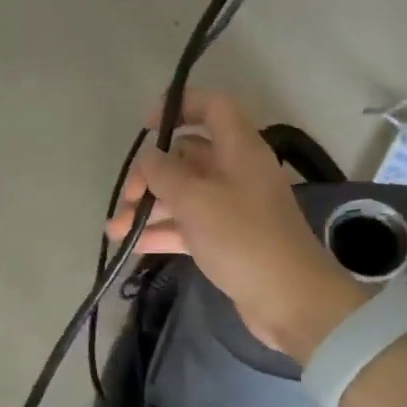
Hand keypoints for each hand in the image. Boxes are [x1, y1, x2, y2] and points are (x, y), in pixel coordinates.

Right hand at [105, 89, 364, 360]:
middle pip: (188, 157)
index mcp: (240, 150)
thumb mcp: (197, 200)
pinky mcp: (227, 239)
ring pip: (184, 194)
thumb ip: (165, 173)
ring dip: (150, 207)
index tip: (147, 126)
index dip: (180, 106)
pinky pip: (189, 225)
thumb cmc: (243, 239)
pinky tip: (133, 245)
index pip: (213, 107)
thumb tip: (149, 158)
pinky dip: (163, 230)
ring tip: (116, 230)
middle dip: (151, 174)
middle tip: (127, 198)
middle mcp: (237, 172)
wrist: (290, 300)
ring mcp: (232, 207)